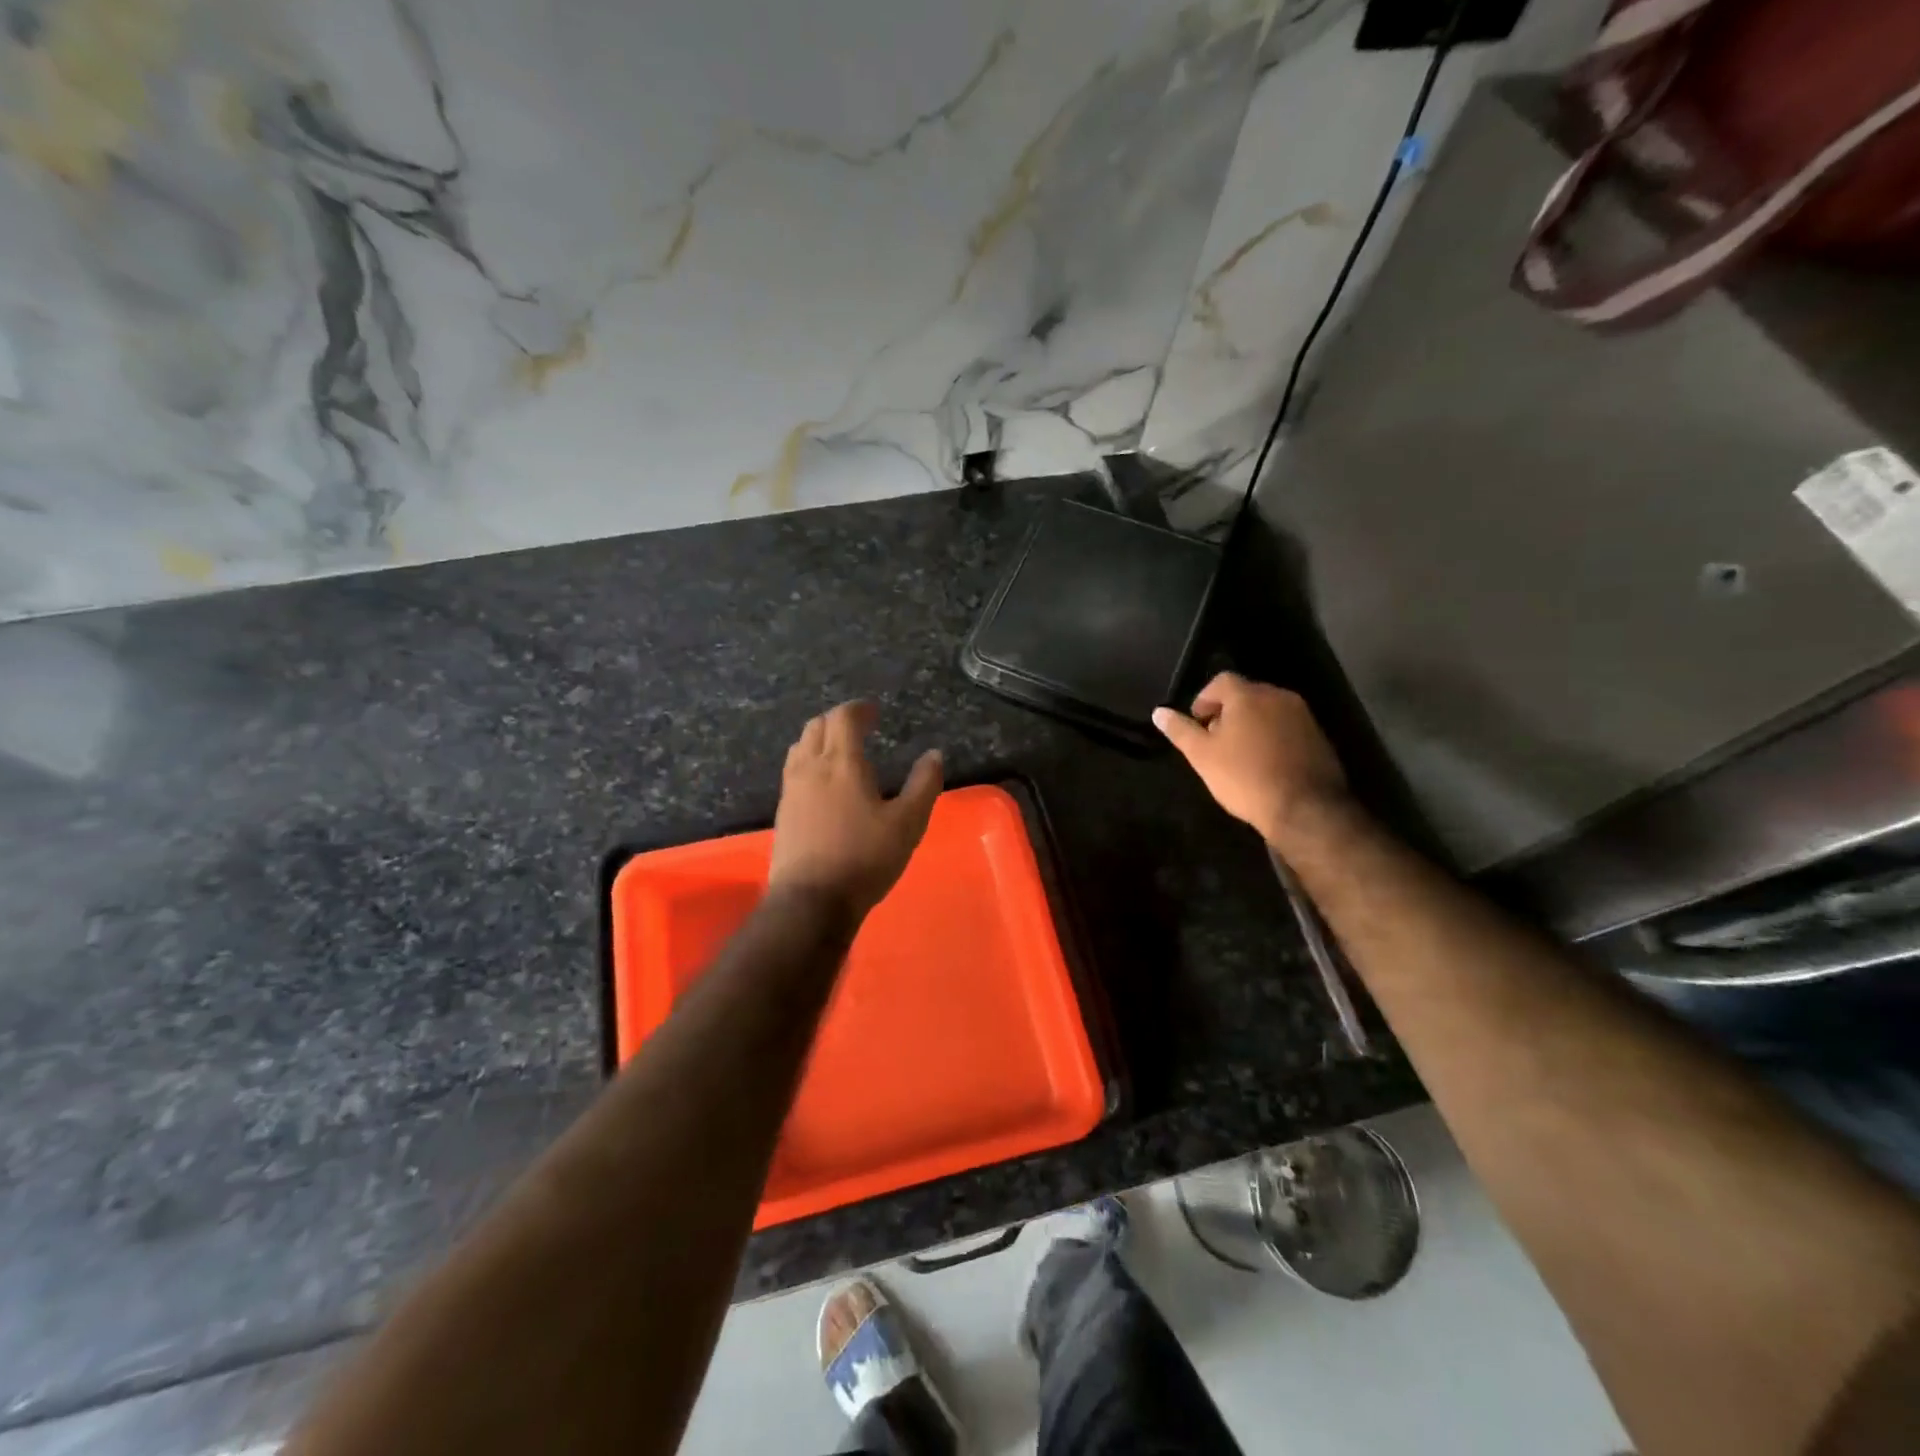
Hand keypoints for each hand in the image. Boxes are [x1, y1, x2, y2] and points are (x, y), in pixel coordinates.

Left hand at [768, 701, 943, 920]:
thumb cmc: (865, 858)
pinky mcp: (782, 812)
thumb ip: (924, 785)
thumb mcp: (908, 823)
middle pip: (816, 726)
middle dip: (837, 721)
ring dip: (819, 739)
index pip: (843, 718)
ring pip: (800, 747)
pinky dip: (808, 762)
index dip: (859, 710)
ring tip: (839, 752)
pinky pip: (793, 771)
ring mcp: (791, 790)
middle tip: (859, 729)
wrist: (811, 901)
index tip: (874, 712)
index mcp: (842, 763)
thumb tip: (934, 755)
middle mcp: (810, 768)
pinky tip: (823, 784)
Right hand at [1153, 672, 1347, 848]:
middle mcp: (1278, 696)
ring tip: (1239, 754)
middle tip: (1215, 740)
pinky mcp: (1318, 736)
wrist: (1305, 808)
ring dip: (1251, 724)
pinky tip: (1265, 763)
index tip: (1198, 723)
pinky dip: (1272, 737)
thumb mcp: (1202, 756)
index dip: (1204, 699)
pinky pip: (1287, 727)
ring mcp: (1303, 716)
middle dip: (1228, 711)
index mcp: (1248, 696)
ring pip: (1268, 710)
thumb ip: (1180, 730)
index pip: (1221, 681)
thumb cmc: (1244, 777)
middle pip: (1246, 694)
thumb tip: (1159, 712)